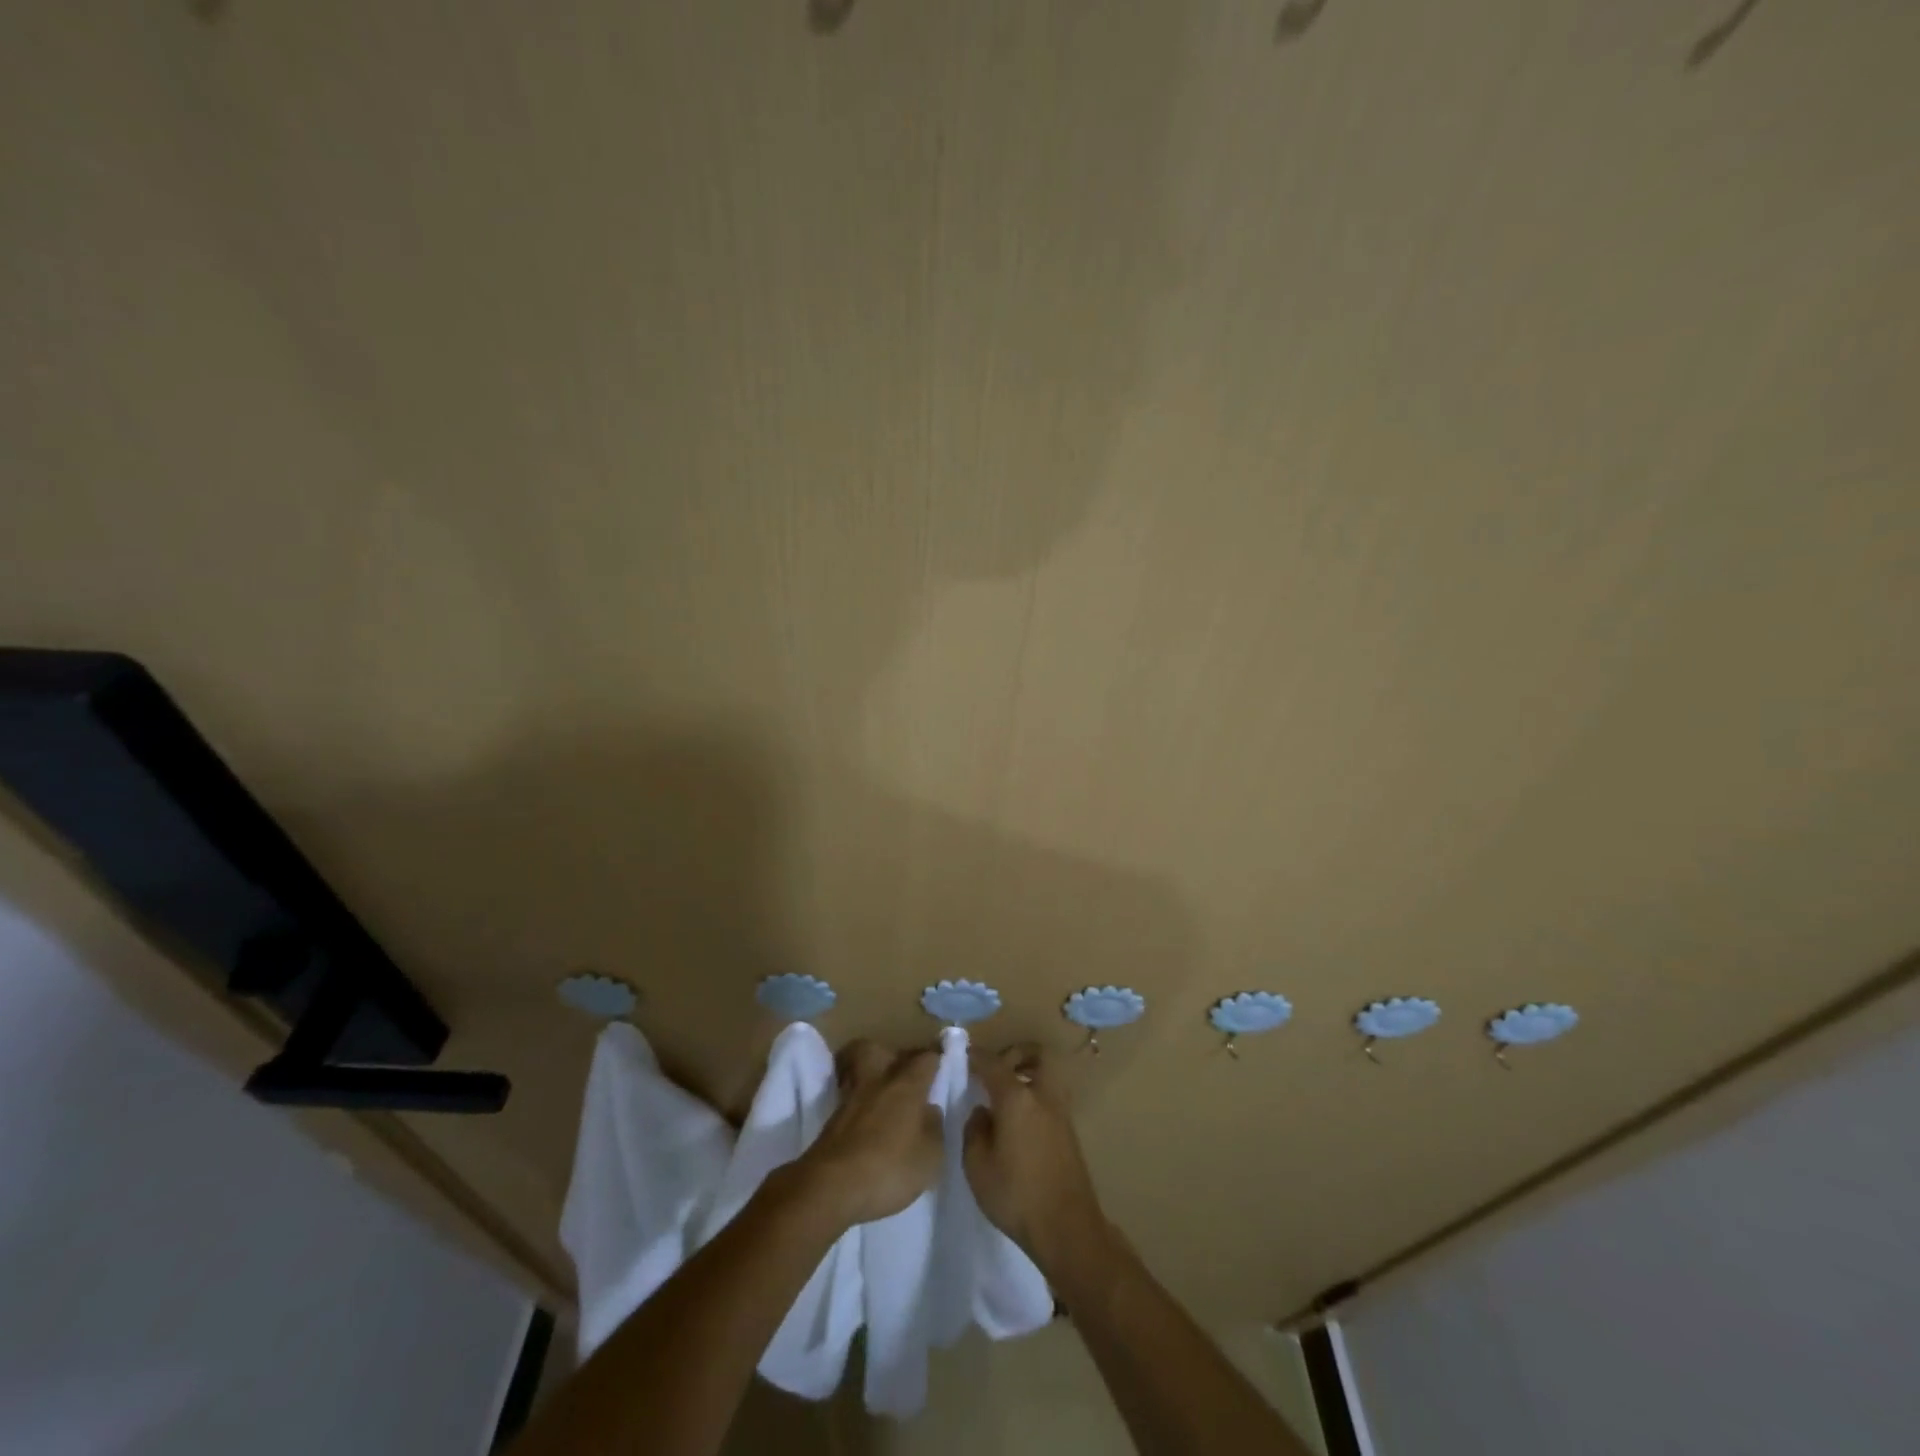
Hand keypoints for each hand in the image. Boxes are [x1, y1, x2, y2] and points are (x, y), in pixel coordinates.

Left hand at [791, 1041, 943, 1228]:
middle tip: (900, 1073)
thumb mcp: (930, 1156)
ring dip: (868, 1080)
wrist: (831, 1187)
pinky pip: (848, 1101)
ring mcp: (849, 1101)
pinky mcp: (830, 1123)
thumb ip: (934, 1127)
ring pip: (857, 1073)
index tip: (941, 1063)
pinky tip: (867, 1124)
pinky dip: (858, 1106)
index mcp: (906, 1085)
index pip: (925, 1058)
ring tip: (882, 1100)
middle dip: (887, 1055)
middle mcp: (876, 1082)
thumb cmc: (889, 1168)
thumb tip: (930, 1109)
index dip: (935, 1059)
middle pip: (875, 1049)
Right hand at [964, 1046, 1107, 1273]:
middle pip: (1037, 1055)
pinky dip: (1035, 1098)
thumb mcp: (977, 1166)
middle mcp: (1042, 1096)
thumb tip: (982, 1112)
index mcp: (1016, 1098)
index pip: (993, 1063)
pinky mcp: (1069, 1132)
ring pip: (1047, 1076)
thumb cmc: (1016, 1194)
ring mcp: (1060, 1113)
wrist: (1067, 1228)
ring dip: (1028, 1076)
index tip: (963, 1055)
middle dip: (1016, 1054)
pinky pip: (1050, 1098)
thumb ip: (974, 1130)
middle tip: (996, 1070)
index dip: (976, 1056)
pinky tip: (1018, 1123)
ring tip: (1004, 1099)